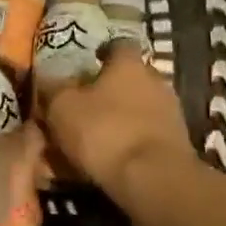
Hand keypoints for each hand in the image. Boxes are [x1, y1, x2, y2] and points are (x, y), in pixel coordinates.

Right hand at [42, 46, 195, 194]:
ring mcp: (171, 114)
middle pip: (131, 78)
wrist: (154, 180)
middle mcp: (156, 81)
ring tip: (95, 140)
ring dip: (121, 120)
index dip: (102, 53)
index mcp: (129, 64)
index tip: (87, 64)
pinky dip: (131, 145)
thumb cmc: (104, 131)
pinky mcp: (178, 146)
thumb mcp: (62, 107)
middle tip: (86, 106)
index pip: (118, 46)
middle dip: (110, 91)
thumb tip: (47, 81)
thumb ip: (53, 90)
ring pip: (139, 110)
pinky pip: (147, 137)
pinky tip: (112, 161)